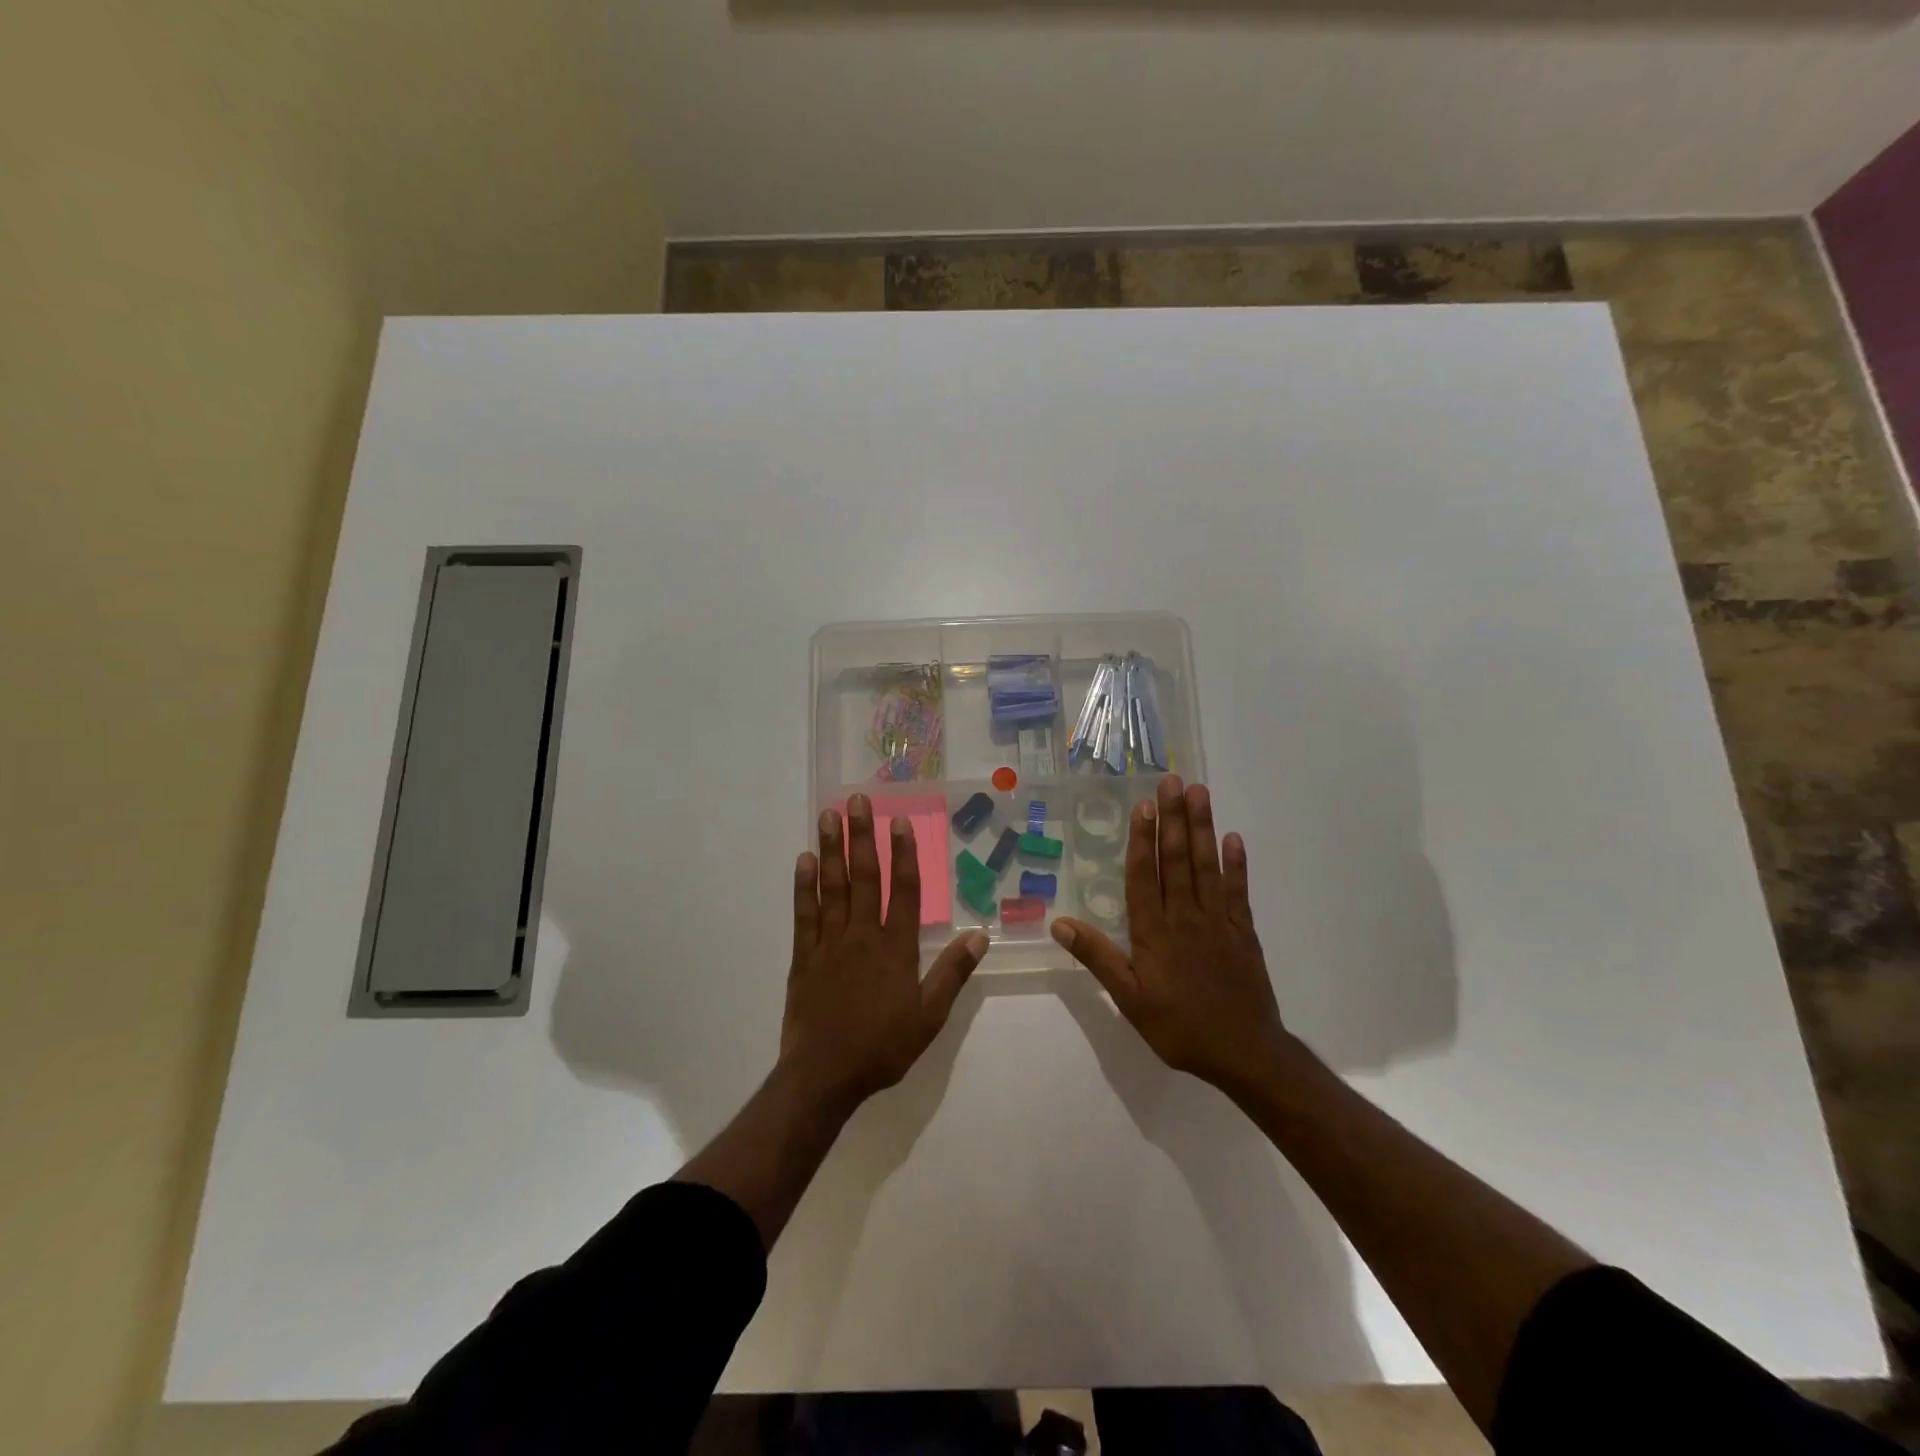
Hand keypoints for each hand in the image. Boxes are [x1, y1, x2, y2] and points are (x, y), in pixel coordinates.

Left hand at [782, 794, 987, 1113]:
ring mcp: (830, 943)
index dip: (903, 853)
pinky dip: (804, 886)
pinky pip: (805, 914)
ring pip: (832, 887)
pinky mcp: (804, 956)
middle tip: (857, 801)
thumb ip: (953, 973)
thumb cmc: (882, 1046)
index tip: (899, 821)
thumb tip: (979, 935)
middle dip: (862, 837)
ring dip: (831, 849)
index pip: (902, 890)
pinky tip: (803, 861)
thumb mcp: (929, 1017)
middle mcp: (862, 935)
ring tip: (828, 816)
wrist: (824, 1076)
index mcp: (895, 948)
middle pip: (864, 877)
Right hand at [1051, 777, 1290, 1099]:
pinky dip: (1236, 864)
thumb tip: (1059, 923)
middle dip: (1173, 818)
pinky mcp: (1244, 931)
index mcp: (1154, 932)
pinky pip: (1239, 891)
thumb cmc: (1180, 1027)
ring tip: (1200, 793)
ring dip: (1202, 828)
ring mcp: (1218, 921)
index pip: (1145, 875)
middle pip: (1177, 860)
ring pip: (1207, 866)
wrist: (1245, 1053)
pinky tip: (1232, 838)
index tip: (1144, 806)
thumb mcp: (1129, 1000)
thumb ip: (1098, 957)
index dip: (1143, 839)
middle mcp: (1185, 916)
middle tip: (1172, 781)